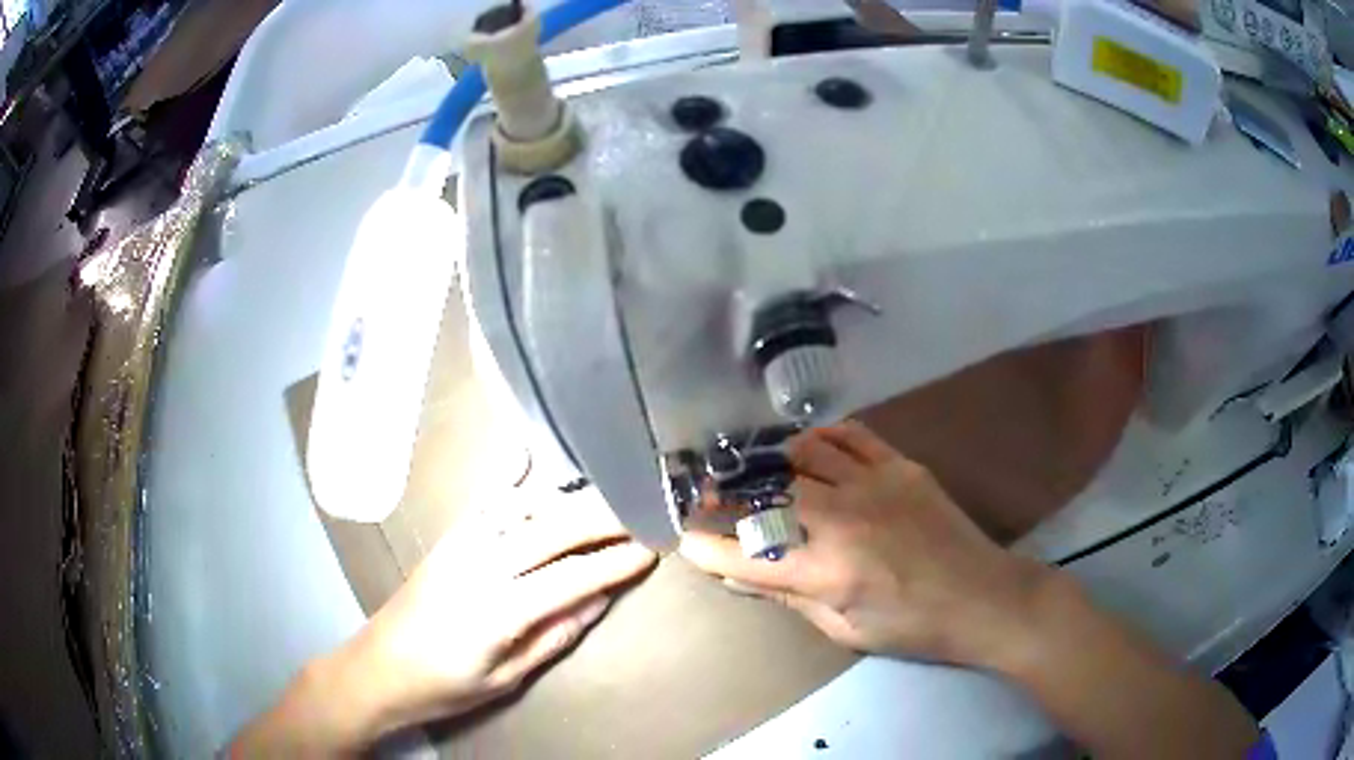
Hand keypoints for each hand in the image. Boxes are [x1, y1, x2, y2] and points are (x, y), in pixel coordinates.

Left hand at [233, 488, 655, 754]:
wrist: (378, 667)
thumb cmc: (444, 685)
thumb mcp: (505, 677)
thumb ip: (553, 636)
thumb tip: (598, 600)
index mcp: (497, 611)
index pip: (570, 578)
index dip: (613, 563)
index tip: (649, 551)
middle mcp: (479, 566)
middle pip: (550, 531)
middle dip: (600, 520)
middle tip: (641, 513)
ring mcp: (458, 546)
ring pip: (521, 509)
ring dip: (566, 499)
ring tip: (604, 498)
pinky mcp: (445, 540)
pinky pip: (483, 503)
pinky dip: (511, 483)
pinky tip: (526, 462)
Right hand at [680, 421, 1052, 668]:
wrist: (984, 597)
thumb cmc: (912, 627)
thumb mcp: (843, 629)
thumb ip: (790, 595)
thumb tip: (742, 571)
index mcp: (830, 572)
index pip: (749, 553)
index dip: (708, 545)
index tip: (686, 536)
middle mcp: (846, 520)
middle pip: (768, 493)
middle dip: (727, 494)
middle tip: (706, 493)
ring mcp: (876, 484)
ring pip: (804, 454)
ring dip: (770, 461)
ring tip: (752, 468)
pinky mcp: (901, 466)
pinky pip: (850, 435)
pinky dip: (820, 437)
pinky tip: (806, 448)